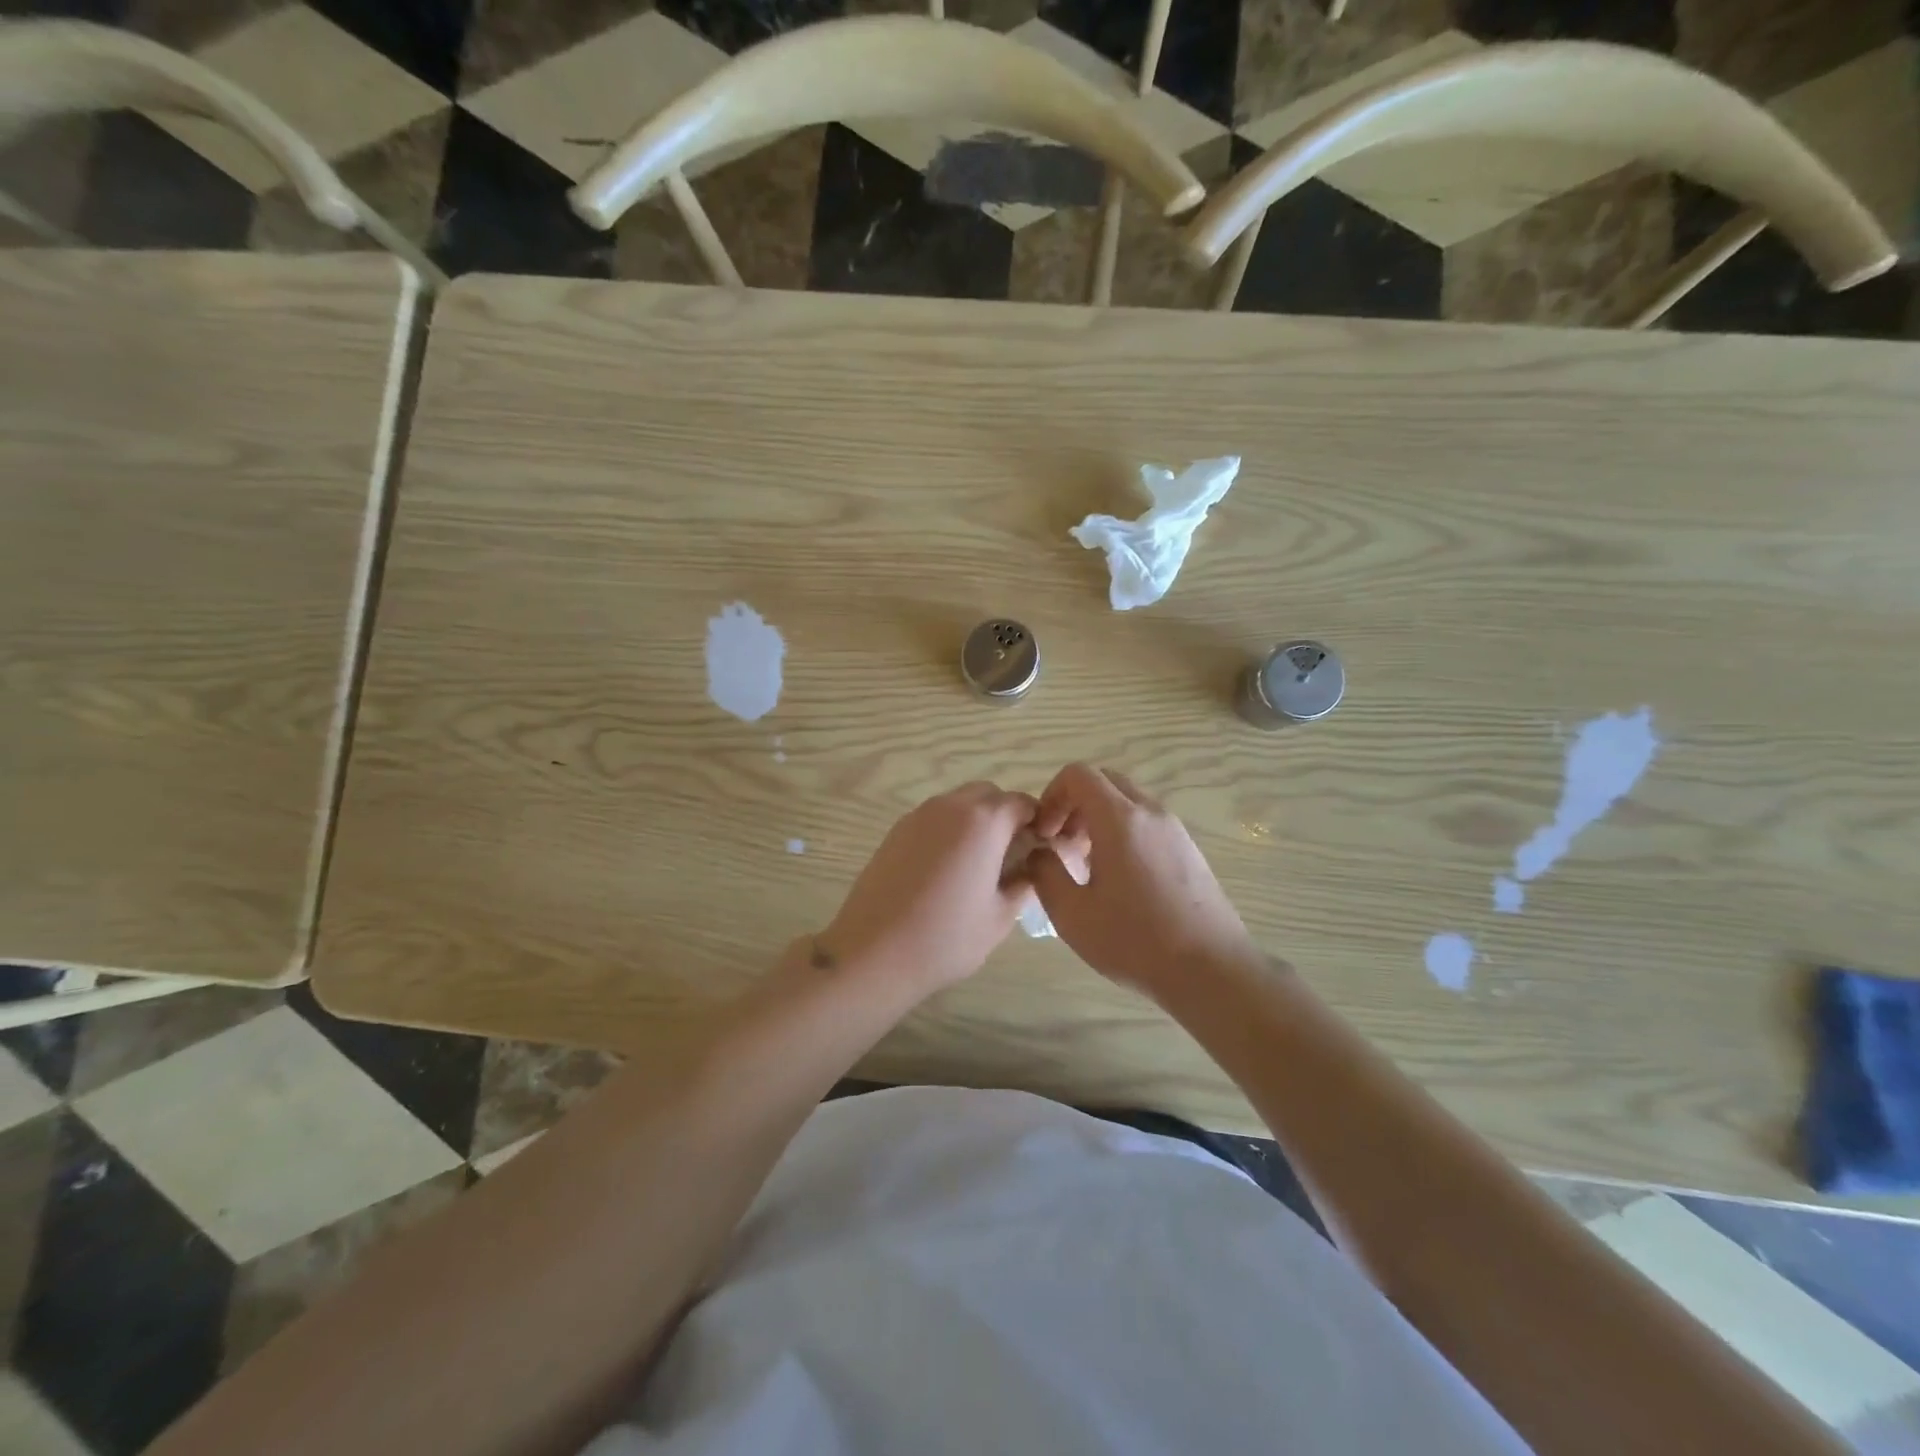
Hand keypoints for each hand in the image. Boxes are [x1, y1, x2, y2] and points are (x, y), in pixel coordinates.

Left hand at [818, 782, 1040, 995]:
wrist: (873, 952)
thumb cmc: (946, 938)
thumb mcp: (1000, 916)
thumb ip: (1023, 883)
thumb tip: (1031, 866)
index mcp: (983, 822)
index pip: (1021, 803)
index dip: (1036, 822)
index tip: (1039, 849)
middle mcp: (950, 807)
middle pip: (988, 795)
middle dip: (1004, 816)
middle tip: (1010, 855)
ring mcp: (918, 816)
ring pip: (958, 803)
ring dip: (975, 821)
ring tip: (977, 864)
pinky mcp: (895, 831)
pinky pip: (933, 819)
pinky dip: (949, 831)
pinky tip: (946, 870)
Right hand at [1027, 764, 1258, 995]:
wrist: (1212, 971)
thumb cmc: (1136, 941)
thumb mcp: (1072, 914)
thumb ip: (1045, 874)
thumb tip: (1040, 853)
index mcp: (1120, 818)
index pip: (1078, 774)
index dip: (1051, 795)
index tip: (1044, 834)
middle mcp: (1150, 812)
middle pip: (1105, 782)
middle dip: (1075, 805)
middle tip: (1062, 845)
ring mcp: (1175, 830)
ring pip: (1128, 803)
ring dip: (1099, 820)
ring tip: (1087, 867)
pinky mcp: (1190, 850)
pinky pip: (1147, 824)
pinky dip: (1124, 834)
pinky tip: (1119, 882)